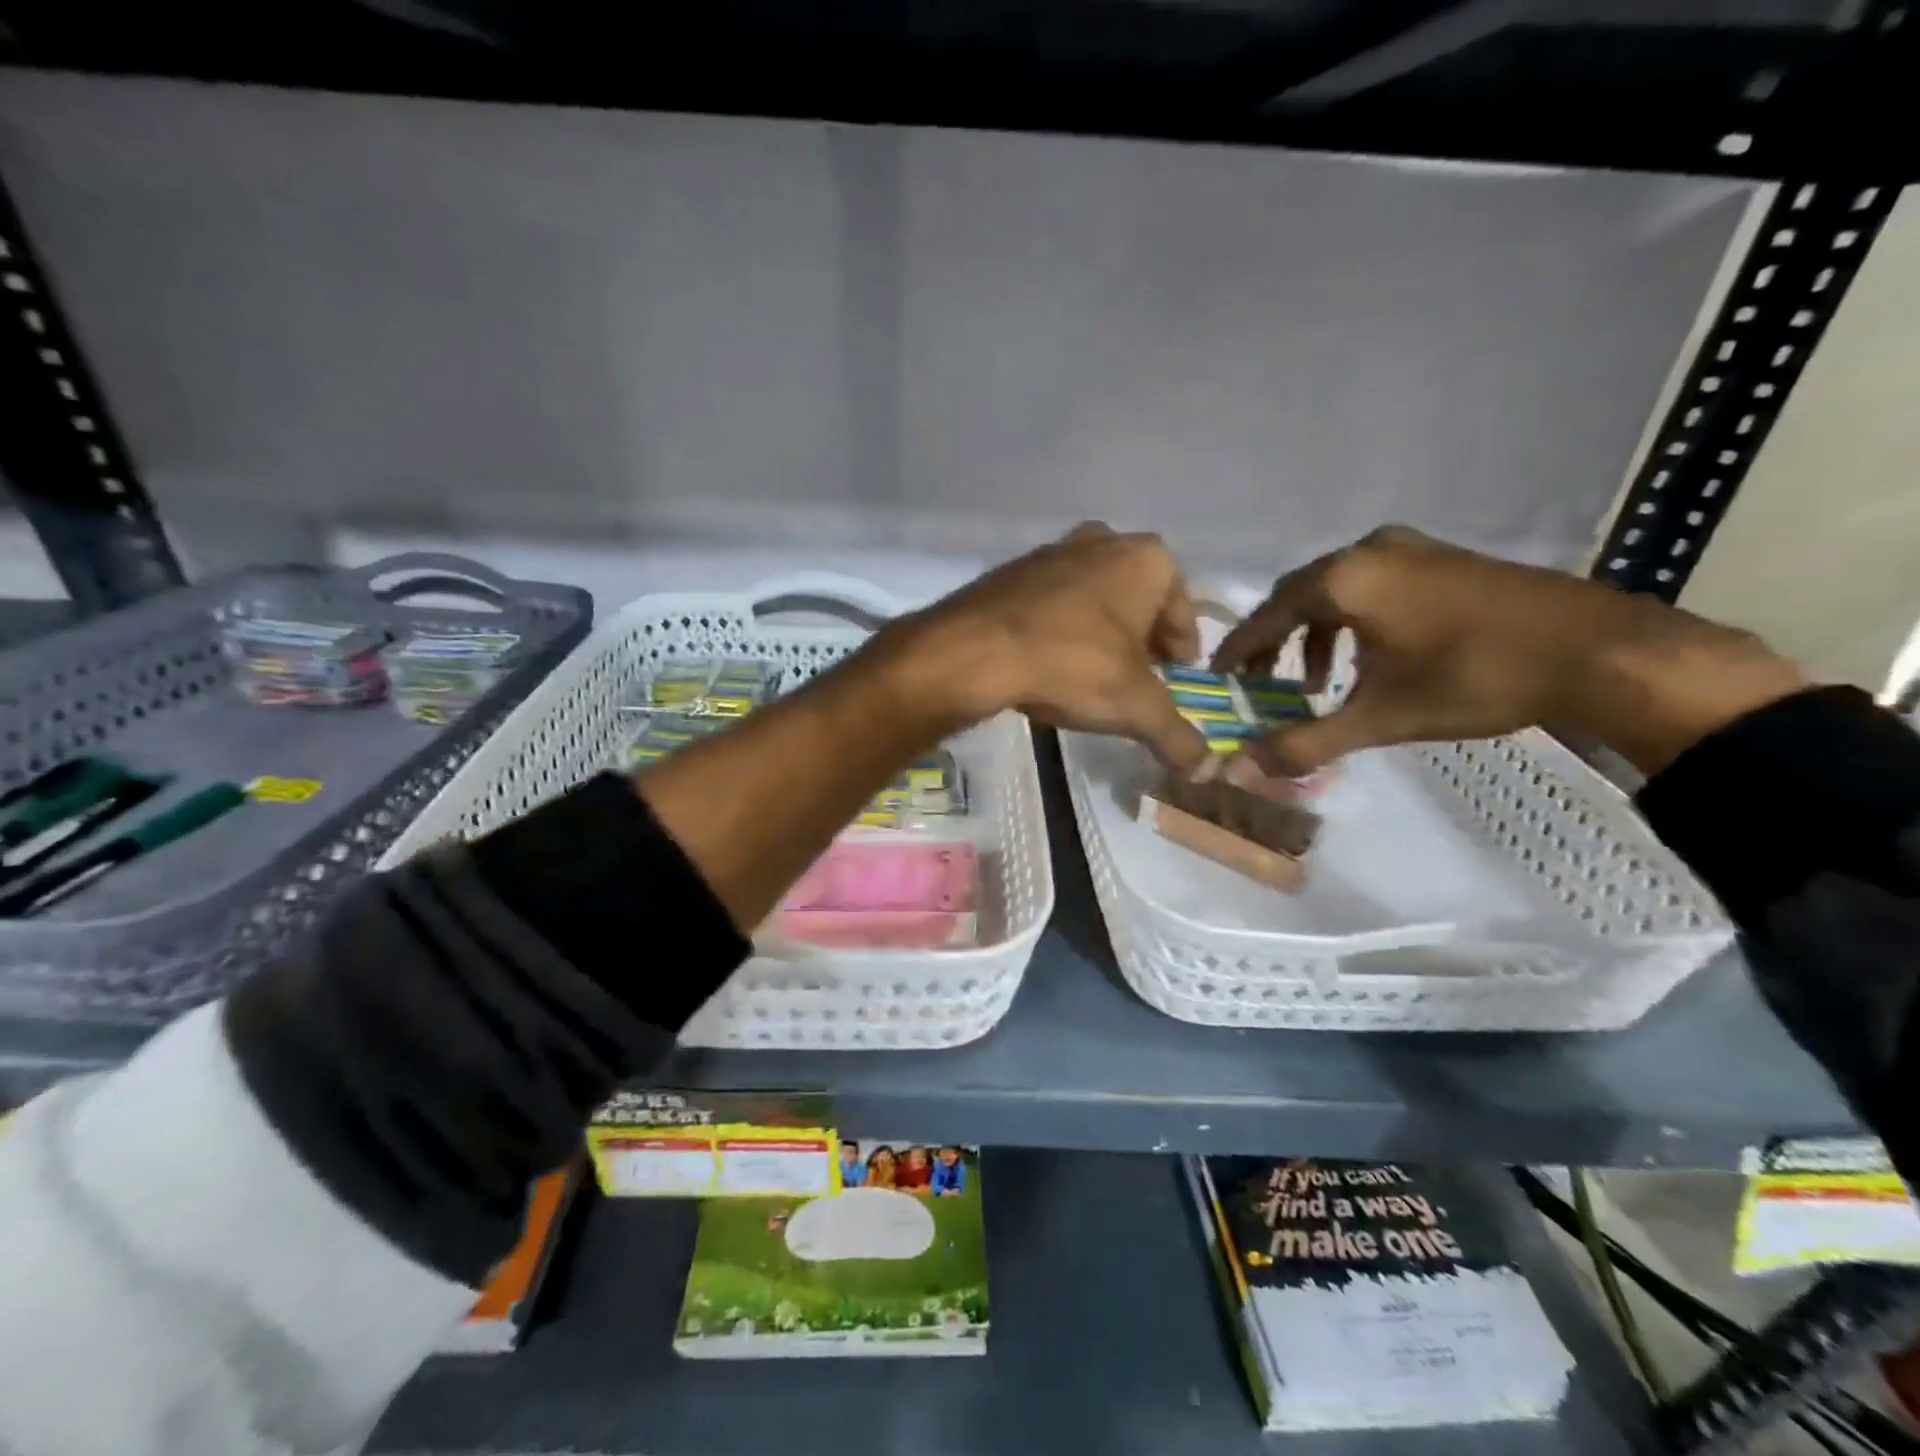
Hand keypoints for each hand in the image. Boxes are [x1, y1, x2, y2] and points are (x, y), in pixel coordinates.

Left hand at [890, 524, 1208, 772]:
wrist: (976, 649)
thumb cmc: (1074, 664)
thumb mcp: (1136, 707)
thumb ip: (1176, 736)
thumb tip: (1208, 771)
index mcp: (1147, 559)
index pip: (1182, 609)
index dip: (1183, 646)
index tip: (1178, 673)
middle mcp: (1103, 541)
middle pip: (1138, 598)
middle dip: (1143, 636)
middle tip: (1143, 674)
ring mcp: (1053, 551)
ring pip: (1094, 596)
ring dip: (1102, 629)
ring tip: (1098, 671)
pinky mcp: (1012, 571)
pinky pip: (1053, 602)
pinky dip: (1063, 627)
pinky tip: (1053, 660)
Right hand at [1211, 526, 1807, 775]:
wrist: (1600, 651)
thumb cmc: (1475, 678)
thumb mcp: (1381, 717)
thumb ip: (1306, 742)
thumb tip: (1242, 768)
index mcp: (1344, 580)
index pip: (1267, 616)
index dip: (1238, 649)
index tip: (1216, 675)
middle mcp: (1368, 551)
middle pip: (1297, 596)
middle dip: (1274, 641)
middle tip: (1261, 682)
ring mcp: (1410, 548)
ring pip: (1335, 590)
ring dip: (1314, 634)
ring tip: (1316, 681)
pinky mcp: (1441, 557)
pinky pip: (1371, 584)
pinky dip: (1351, 620)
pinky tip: (1369, 657)